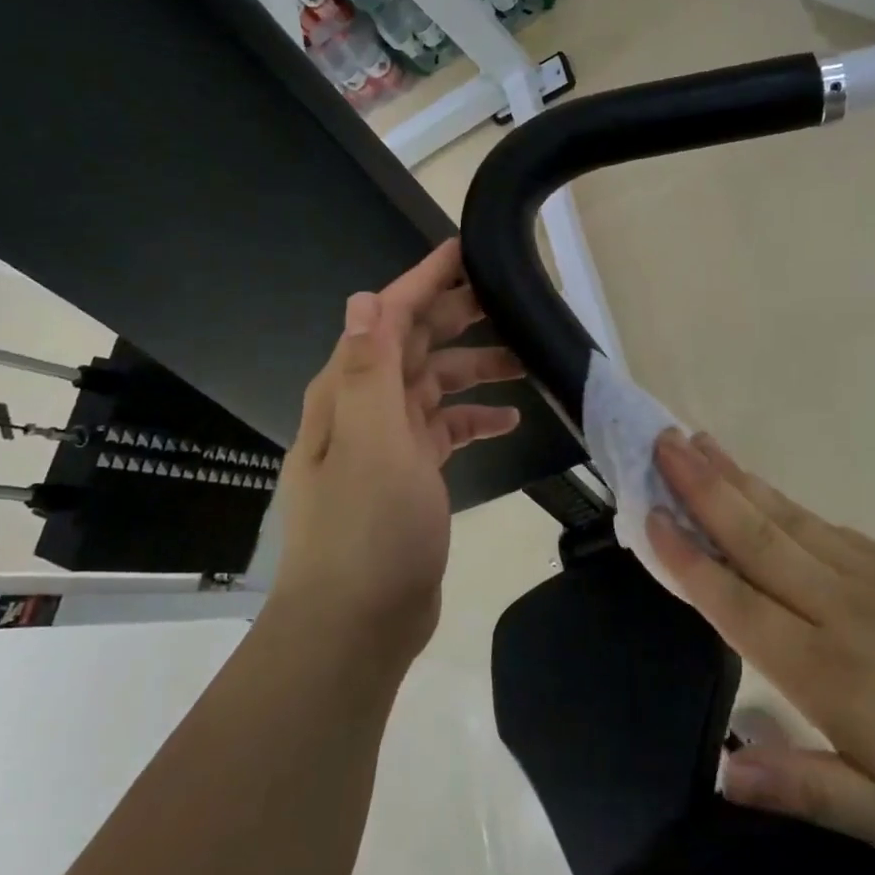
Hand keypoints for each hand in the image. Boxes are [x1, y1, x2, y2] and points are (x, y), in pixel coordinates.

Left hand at [268, 240, 523, 670]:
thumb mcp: (372, 443)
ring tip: (526, 360)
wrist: (356, 625)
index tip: (465, 250)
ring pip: (436, 385)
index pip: (387, 316)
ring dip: (476, 369)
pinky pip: (445, 429)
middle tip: (510, 300)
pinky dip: (475, 418)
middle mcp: (364, 408)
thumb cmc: (367, 529)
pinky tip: (510, 421)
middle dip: (459, 317)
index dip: (424, 280)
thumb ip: (368, 369)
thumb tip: (364, 296)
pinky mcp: (409, 473)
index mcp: (348, 391)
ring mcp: (387, 442)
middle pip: (415, 344)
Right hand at [648, 430, 874, 869]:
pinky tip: (766, 488)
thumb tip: (723, 772)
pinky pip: (827, 524)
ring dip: (737, 478)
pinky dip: (784, 499)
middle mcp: (839, 608)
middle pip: (756, 537)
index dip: (688, 557)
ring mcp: (873, 578)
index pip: (737, 602)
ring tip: (698, 442)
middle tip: (661, 443)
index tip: (648, 514)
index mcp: (828, 672)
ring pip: (787, 518)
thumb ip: (808, 790)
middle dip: (702, 488)